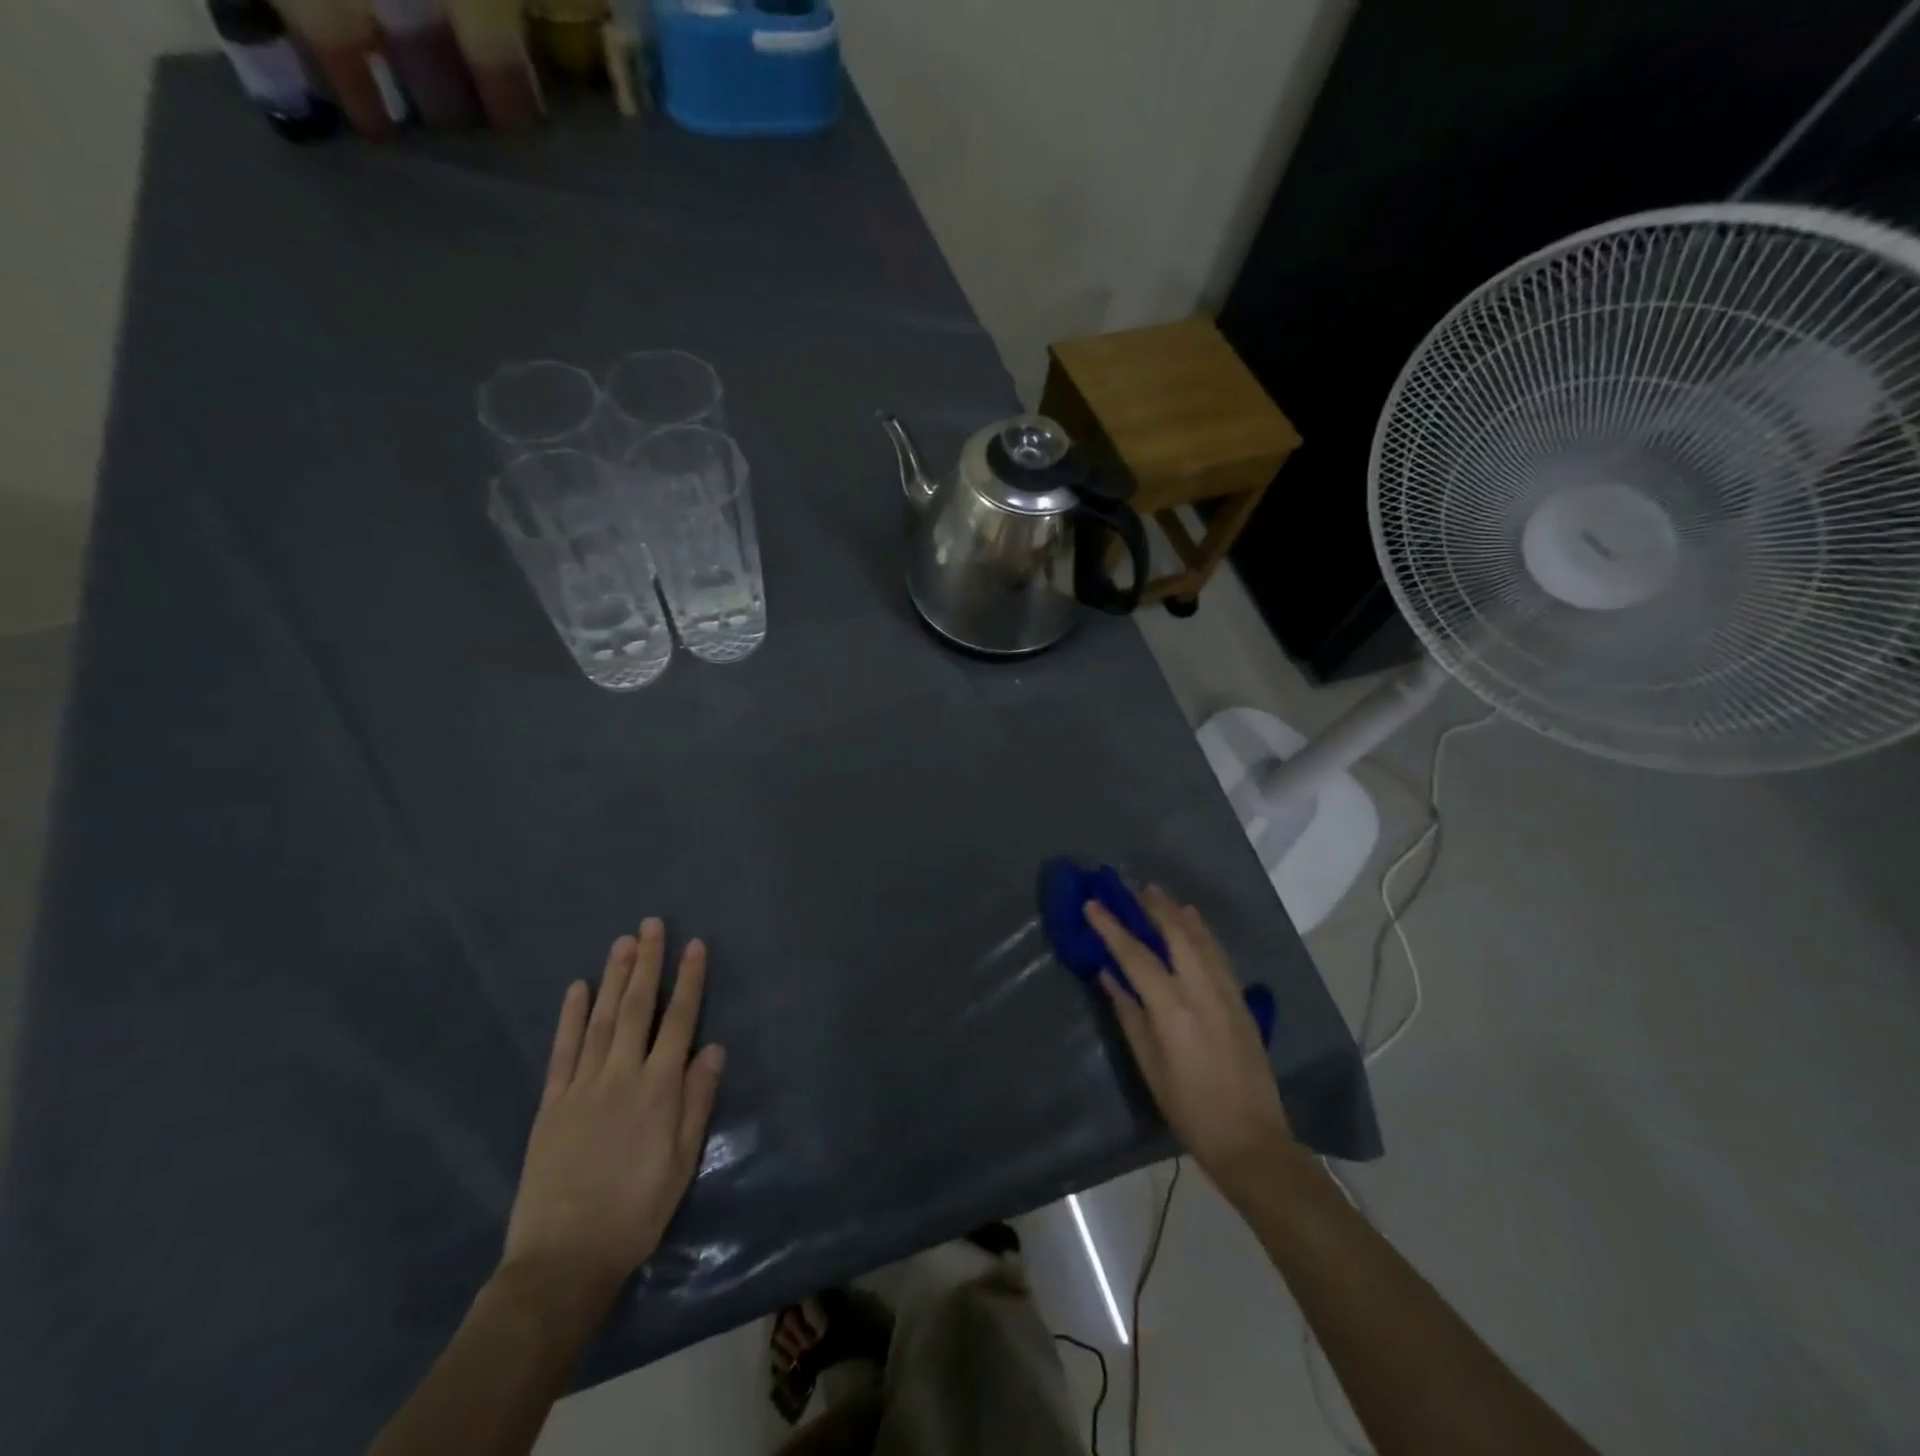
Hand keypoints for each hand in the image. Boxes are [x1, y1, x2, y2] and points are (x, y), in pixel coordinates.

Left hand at [501, 919, 725, 1301]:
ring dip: (613, 978)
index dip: (688, 981)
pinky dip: (569, 1017)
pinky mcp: (551, 1104)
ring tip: (623, 942)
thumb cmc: (636, 1211)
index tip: (695, 946)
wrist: (563, 1260)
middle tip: (652, 924)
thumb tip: (713, 1048)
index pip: (678, 1021)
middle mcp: (621, 1076)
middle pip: (637, 1008)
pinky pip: (562, 1051)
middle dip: (647, 963)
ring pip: (600, 1019)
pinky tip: (576, 989)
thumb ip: (697, 1101)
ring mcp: (582, 1086)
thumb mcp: (682, 1162)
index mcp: (658, 1089)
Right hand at [1086, 887, 1294, 1195]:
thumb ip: (1129, 1013)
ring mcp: (1226, 993)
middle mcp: (1200, 991)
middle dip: (1152, 908)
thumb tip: (1109, 975)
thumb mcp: (1148, 1064)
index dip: (1111, 928)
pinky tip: (1194, 922)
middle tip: (1133, 888)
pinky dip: (1203, 932)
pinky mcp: (1242, 1001)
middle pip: (1175, 935)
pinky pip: (1218, 954)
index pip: (1135, 956)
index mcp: (1171, 1009)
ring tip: (1160, 895)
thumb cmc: (1187, 1107)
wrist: (1250, 1137)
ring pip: (1201, 939)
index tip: (1093, 904)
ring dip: (1178, 913)